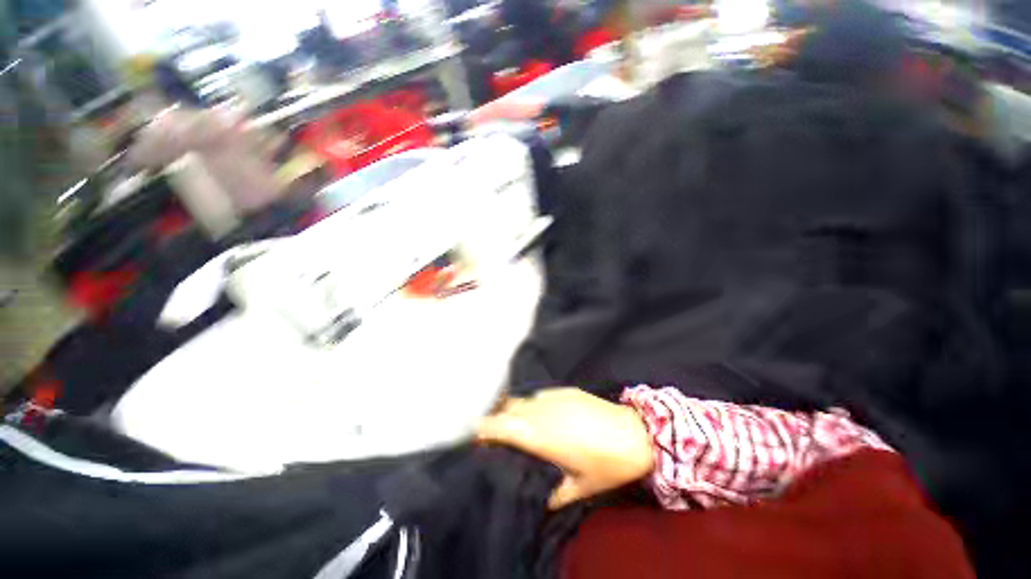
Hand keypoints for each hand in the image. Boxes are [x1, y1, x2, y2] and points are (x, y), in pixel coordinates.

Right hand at [477, 388, 654, 509]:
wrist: (635, 434)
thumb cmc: (607, 464)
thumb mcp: (580, 487)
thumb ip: (555, 493)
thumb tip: (541, 499)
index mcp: (540, 436)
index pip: (502, 426)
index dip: (485, 428)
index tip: (478, 436)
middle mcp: (542, 411)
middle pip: (509, 408)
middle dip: (498, 418)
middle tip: (499, 433)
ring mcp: (554, 397)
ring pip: (524, 399)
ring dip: (516, 410)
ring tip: (520, 423)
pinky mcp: (566, 390)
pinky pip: (541, 395)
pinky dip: (535, 404)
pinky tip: (543, 414)